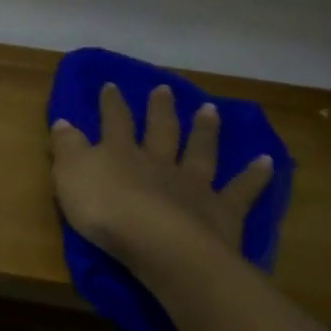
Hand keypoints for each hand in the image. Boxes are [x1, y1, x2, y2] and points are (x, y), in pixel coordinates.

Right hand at [50, 84, 272, 270]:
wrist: (159, 245)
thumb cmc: (105, 210)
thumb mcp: (70, 176)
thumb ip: (67, 147)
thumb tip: (64, 121)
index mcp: (120, 153)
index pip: (114, 122)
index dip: (111, 104)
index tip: (111, 85)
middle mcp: (158, 162)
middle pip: (160, 130)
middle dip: (160, 109)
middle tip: (164, 89)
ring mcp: (192, 185)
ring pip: (199, 151)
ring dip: (205, 130)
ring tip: (210, 110)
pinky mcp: (221, 211)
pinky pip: (241, 190)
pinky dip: (254, 176)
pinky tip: (267, 161)